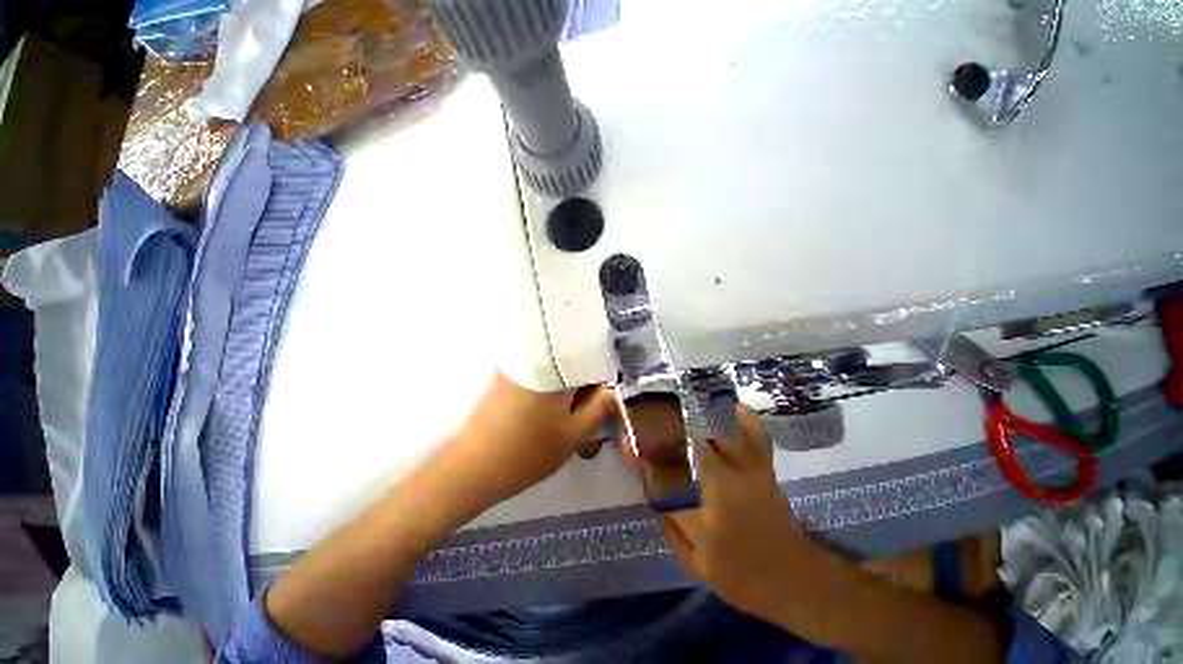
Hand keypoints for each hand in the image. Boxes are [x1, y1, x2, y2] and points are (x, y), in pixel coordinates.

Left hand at [442, 370, 615, 507]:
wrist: (472, 469)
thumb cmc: (527, 453)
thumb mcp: (573, 434)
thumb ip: (599, 407)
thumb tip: (616, 387)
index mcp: (554, 368)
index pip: (590, 356)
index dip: (603, 372)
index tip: (607, 390)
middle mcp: (534, 358)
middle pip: (570, 357)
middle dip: (584, 376)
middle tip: (590, 401)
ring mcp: (516, 365)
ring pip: (553, 364)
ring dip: (566, 379)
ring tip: (572, 404)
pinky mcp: (504, 375)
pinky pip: (536, 369)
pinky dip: (549, 381)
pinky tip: (550, 404)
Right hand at [632, 405, 815, 624]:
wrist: (795, 579)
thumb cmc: (740, 577)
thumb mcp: (694, 563)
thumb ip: (668, 523)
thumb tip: (649, 484)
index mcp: (703, 518)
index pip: (661, 479)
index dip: (640, 456)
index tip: (625, 439)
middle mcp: (724, 487)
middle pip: (688, 445)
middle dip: (665, 425)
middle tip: (648, 412)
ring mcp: (748, 472)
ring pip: (719, 431)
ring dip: (698, 412)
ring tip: (680, 399)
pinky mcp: (765, 467)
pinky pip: (754, 433)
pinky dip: (741, 416)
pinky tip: (726, 406)